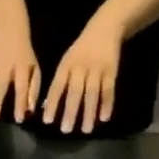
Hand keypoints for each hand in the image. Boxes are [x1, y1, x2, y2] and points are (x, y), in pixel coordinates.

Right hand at [0, 27, 40, 122]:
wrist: (10, 30)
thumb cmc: (24, 56)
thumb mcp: (35, 69)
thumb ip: (33, 89)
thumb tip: (29, 110)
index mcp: (22, 68)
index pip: (22, 87)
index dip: (20, 103)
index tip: (18, 119)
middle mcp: (5, 66)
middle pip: (0, 85)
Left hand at [42, 17, 122, 133]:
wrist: (105, 28)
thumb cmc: (81, 49)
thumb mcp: (67, 61)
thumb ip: (59, 82)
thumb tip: (47, 105)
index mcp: (66, 66)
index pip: (57, 87)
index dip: (52, 104)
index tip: (48, 121)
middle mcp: (80, 68)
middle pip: (75, 92)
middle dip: (70, 112)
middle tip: (66, 130)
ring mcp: (97, 69)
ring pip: (92, 93)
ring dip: (89, 112)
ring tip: (86, 130)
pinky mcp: (112, 70)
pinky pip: (109, 90)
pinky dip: (107, 104)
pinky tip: (104, 118)